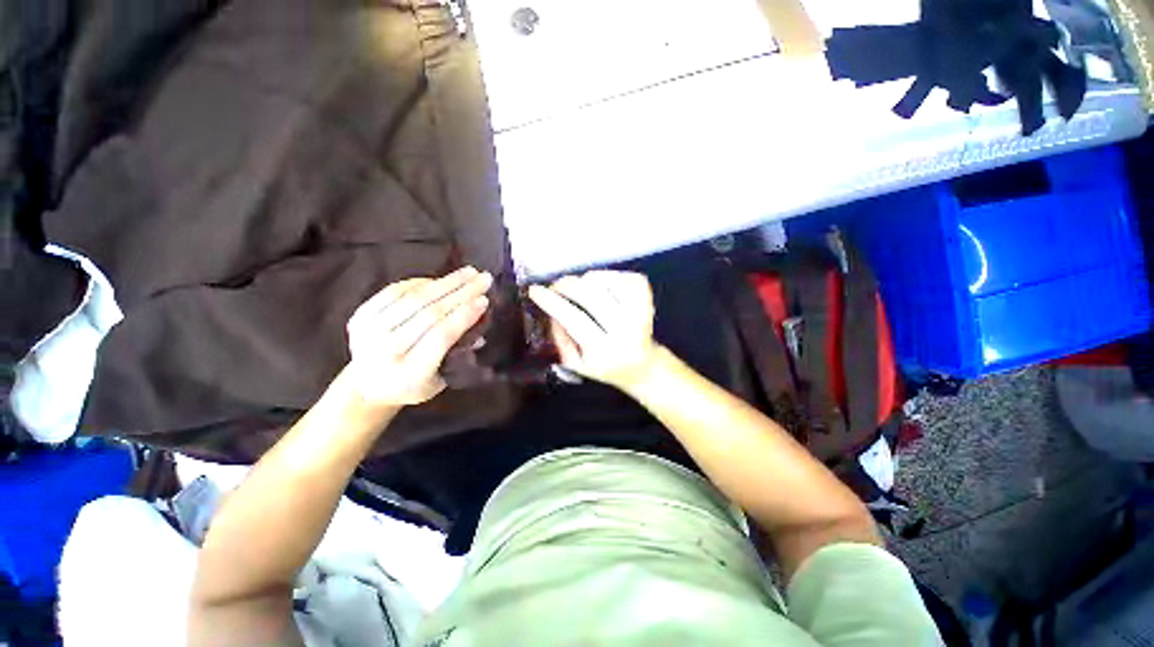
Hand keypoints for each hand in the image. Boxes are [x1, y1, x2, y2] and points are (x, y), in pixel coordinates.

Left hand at [346, 267, 491, 406]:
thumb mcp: (440, 380)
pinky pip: (394, 291)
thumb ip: (460, 355)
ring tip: (469, 272)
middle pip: (429, 312)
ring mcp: (369, 330)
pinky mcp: (360, 315)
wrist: (366, 386)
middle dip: (462, 292)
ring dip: (446, 282)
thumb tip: (480, 329)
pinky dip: (420, 282)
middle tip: (484, 278)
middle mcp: (386, 350)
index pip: (441, 335)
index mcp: (410, 372)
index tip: (484, 300)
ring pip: (414, 298)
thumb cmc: (412, 386)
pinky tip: (440, 279)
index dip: (464, 315)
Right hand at [528, 271, 659, 390]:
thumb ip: (560, 338)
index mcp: (605, 350)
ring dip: (587, 280)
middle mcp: (626, 331)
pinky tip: (602, 287)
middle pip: (591, 296)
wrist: (642, 367)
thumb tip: (551, 309)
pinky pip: (624, 277)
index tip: (535, 290)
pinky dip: (608, 276)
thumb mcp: (575, 364)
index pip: (575, 320)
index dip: (552, 302)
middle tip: (555, 285)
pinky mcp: (649, 300)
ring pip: (608, 282)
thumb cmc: (604, 366)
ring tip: (581, 289)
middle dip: (567, 285)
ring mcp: (641, 313)